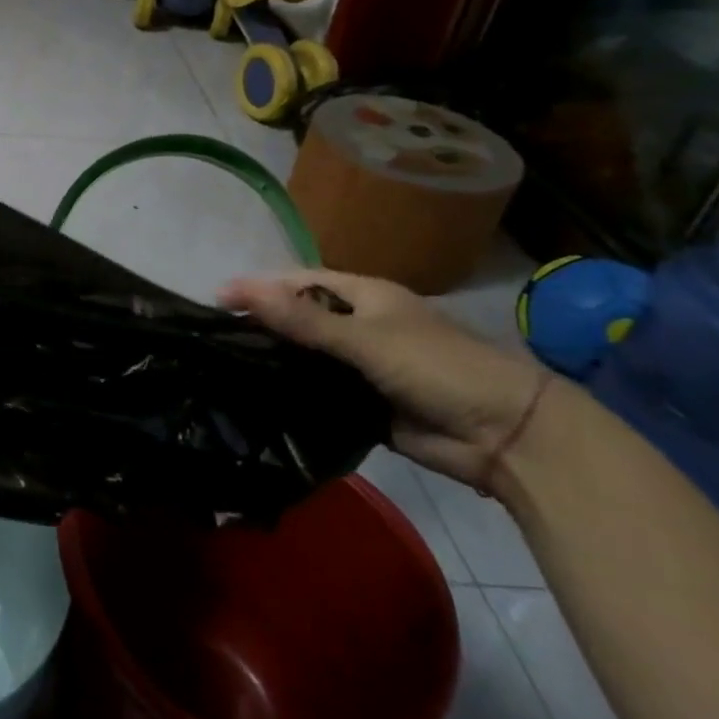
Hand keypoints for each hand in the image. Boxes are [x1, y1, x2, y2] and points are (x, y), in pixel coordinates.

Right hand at [219, 269, 545, 484]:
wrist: (507, 436)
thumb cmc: (439, 368)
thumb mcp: (366, 339)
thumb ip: (303, 320)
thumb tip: (240, 289)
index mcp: (362, 296)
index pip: (298, 282)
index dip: (258, 285)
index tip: (215, 299)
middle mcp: (357, 325)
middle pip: (297, 318)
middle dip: (259, 322)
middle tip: (211, 337)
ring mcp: (359, 366)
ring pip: (304, 357)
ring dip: (273, 359)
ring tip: (222, 367)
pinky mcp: (361, 403)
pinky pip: (317, 392)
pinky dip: (291, 393)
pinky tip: (258, 398)